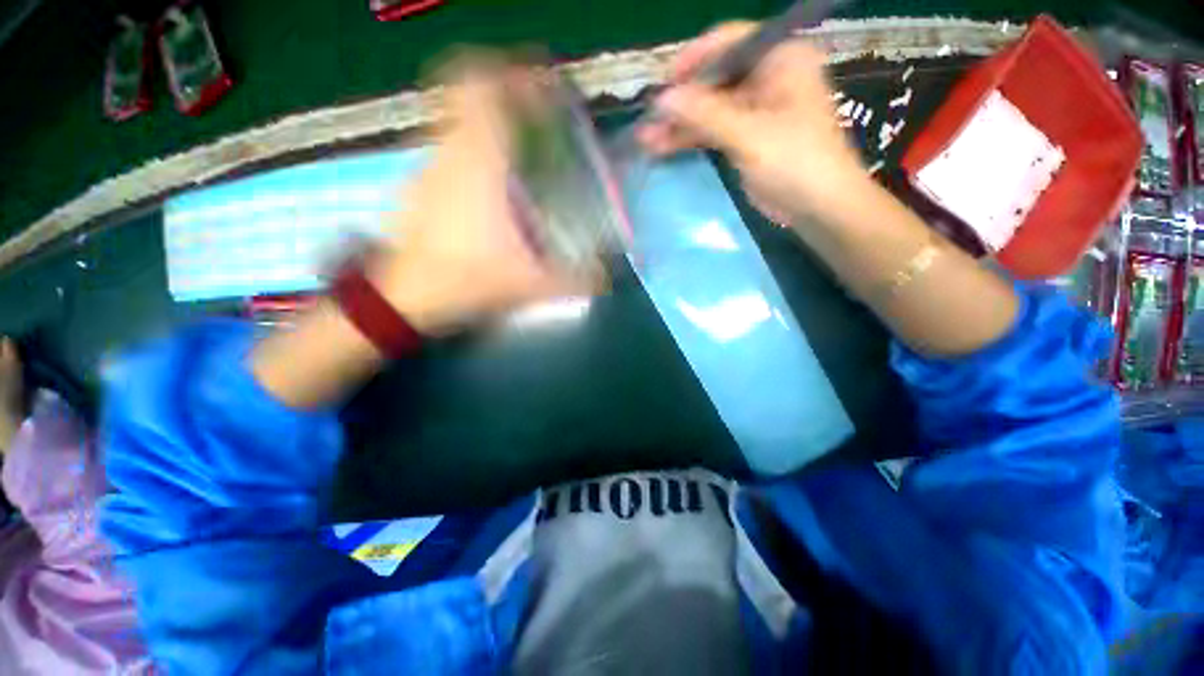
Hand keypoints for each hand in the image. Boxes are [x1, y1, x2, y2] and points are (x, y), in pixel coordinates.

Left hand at [372, 57, 595, 334]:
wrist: (405, 298)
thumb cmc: (467, 279)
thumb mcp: (531, 283)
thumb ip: (575, 281)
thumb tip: (608, 279)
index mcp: (478, 162)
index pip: (481, 83)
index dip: (512, 71)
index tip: (542, 84)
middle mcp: (448, 151)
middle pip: (467, 92)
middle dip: (504, 95)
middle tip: (536, 119)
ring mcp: (427, 166)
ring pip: (457, 121)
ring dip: (488, 126)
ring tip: (519, 157)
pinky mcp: (418, 185)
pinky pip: (448, 150)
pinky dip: (472, 153)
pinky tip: (491, 190)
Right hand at [639, 22, 870, 224]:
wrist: (819, 207)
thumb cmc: (796, 162)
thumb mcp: (749, 134)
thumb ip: (705, 114)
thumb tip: (662, 99)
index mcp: (779, 58)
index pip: (729, 42)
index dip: (694, 60)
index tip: (664, 85)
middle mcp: (766, 76)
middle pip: (714, 79)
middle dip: (681, 101)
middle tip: (649, 121)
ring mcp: (755, 109)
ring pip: (709, 109)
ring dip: (680, 124)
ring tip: (647, 140)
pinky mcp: (746, 137)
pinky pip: (712, 130)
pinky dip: (690, 139)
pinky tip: (663, 148)